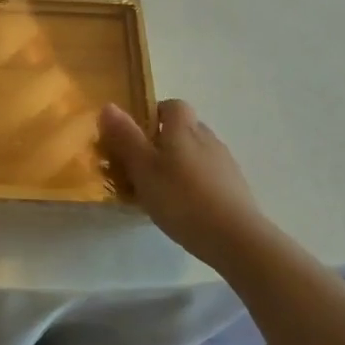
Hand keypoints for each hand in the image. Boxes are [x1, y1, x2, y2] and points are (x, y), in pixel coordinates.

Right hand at [100, 100, 267, 268]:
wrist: (236, 238)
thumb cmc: (181, 198)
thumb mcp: (143, 168)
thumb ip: (125, 137)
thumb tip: (108, 105)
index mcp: (183, 128)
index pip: (171, 106)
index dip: (153, 115)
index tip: (136, 137)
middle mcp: (207, 138)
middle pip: (184, 130)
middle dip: (163, 142)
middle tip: (142, 167)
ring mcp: (225, 164)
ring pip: (196, 154)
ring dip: (179, 164)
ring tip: (160, 191)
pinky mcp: (236, 188)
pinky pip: (208, 176)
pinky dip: (194, 184)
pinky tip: (184, 208)